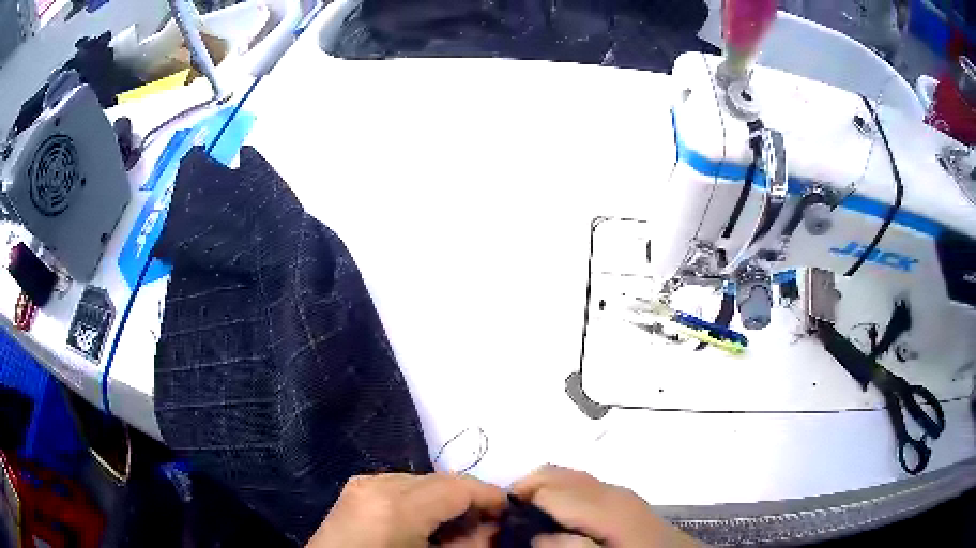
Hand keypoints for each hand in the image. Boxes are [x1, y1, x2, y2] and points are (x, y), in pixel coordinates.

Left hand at [306, 473, 505, 547]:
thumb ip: (470, 545)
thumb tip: (495, 528)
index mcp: (396, 504)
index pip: (457, 486)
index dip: (490, 496)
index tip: (511, 511)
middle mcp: (377, 483)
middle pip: (439, 480)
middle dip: (468, 499)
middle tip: (488, 524)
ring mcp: (362, 483)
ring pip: (420, 481)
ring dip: (444, 500)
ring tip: (457, 527)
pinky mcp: (354, 489)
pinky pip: (399, 486)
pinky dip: (420, 500)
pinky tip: (426, 523)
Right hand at [512, 465, 700, 547]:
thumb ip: (572, 547)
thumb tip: (537, 535)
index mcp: (603, 505)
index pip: (546, 486)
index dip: (517, 499)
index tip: (500, 521)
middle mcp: (608, 490)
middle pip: (553, 473)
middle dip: (525, 490)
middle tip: (510, 520)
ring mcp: (615, 492)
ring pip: (565, 476)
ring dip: (540, 492)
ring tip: (528, 520)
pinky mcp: (620, 499)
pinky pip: (580, 486)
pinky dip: (558, 495)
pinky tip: (557, 519)